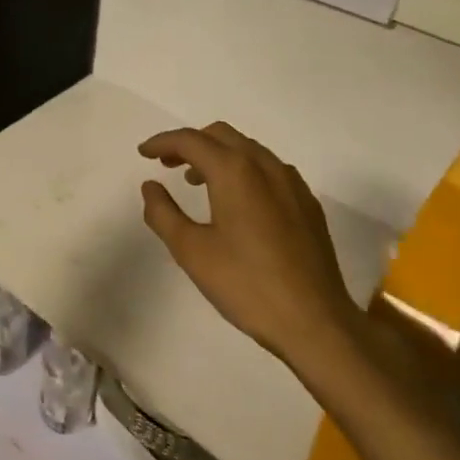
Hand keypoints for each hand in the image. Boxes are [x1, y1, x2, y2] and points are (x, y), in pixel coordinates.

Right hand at [139, 123, 362, 374]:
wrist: (316, 324)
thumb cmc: (247, 285)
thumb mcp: (191, 252)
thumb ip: (163, 213)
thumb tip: (151, 186)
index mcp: (234, 171)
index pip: (191, 140)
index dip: (162, 142)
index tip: (143, 153)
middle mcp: (265, 166)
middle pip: (221, 135)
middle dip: (190, 143)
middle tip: (167, 164)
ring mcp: (292, 183)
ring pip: (248, 149)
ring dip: (218, 155)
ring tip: (198, 181)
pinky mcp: (307, 204)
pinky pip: (269, 169)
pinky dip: (244, 170)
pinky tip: (238, 201)